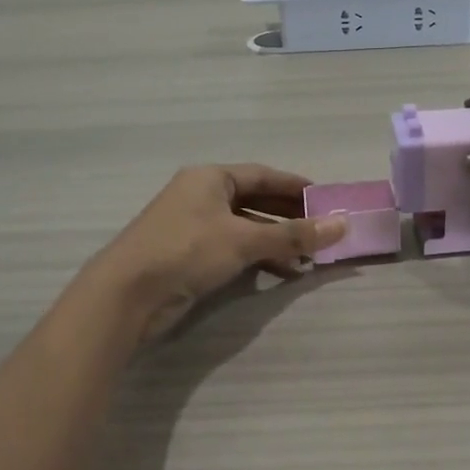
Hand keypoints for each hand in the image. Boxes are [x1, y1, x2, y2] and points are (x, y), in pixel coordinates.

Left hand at [82, 165, 347, 340]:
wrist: (126, 294)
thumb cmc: (187, 251)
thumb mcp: (245, 240)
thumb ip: (294, 234)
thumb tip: (343, 225)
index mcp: (211, 178)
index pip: (263, 175)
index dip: (296, 187)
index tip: (326, 199)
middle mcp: (201, 196)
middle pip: (255, 201)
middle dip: (289, 217)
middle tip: (323, 229)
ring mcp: (193, 226)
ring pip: (245, 227)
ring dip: (276, 241)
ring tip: (309, 257)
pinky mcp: (189, 255)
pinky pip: (233, 248)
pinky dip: (258, 257)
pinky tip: (282, 272)